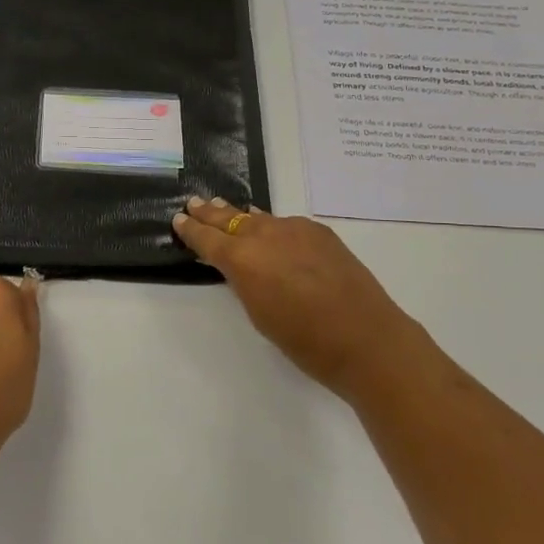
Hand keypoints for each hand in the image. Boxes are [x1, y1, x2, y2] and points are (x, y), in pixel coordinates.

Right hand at [173, 197, 427, 402]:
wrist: (365, 337)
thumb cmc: (305, 341)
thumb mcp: (259, 314)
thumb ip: (244, 282)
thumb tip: (241, 264)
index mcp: (242, 260)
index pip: (207, 239)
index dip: (190, 230)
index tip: (178, 221)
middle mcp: (264, 236)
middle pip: (229, 219)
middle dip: (209, 213)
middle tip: (193, 203)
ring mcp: (294, 229)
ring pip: (259, 218)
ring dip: (238, 215)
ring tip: (223, 208)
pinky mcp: (319, 232)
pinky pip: (285, 223)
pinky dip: (271, 224)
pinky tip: (268, 225)